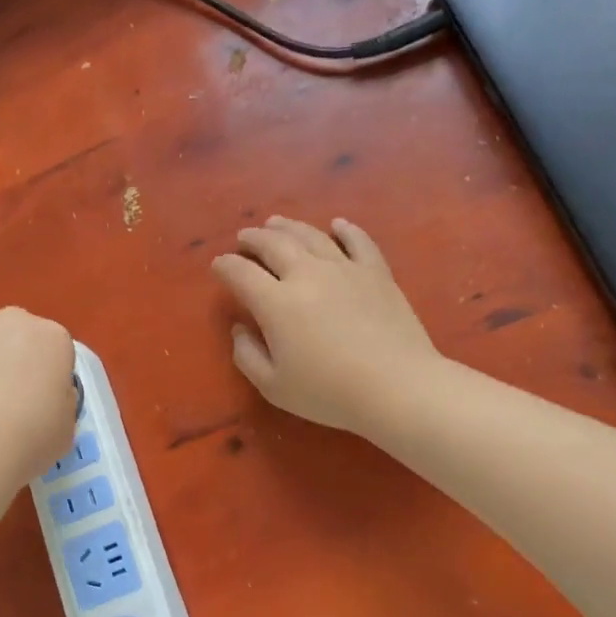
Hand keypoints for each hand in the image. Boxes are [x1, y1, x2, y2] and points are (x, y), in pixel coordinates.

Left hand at [0, 308, 77, 484]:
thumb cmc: (29, 440)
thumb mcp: (67, 426)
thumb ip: (59, 399)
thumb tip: (41, 394)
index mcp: (52, 337)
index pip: (54, 350)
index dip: (47, 377)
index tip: (39, 403)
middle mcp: (12, 321)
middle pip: (15, 336)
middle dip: (11, 359)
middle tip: (4, 402)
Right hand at [211, 216, 444, 436]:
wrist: (397, 386)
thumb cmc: (329, 393)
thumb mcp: (273, 386)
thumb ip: (247, 355)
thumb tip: (239, 328)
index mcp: (276, 302)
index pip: (241, 273)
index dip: (225, 266)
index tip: (218, 265)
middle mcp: (306, 275)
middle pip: (273, 245)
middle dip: (253, 239)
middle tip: (244, 238)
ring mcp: (344, 269)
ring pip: (311, 236)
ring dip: (288, 227)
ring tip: (276, 223)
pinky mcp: (376, 273)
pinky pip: (358, 242)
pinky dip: (345, 230)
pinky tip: (337, 224)